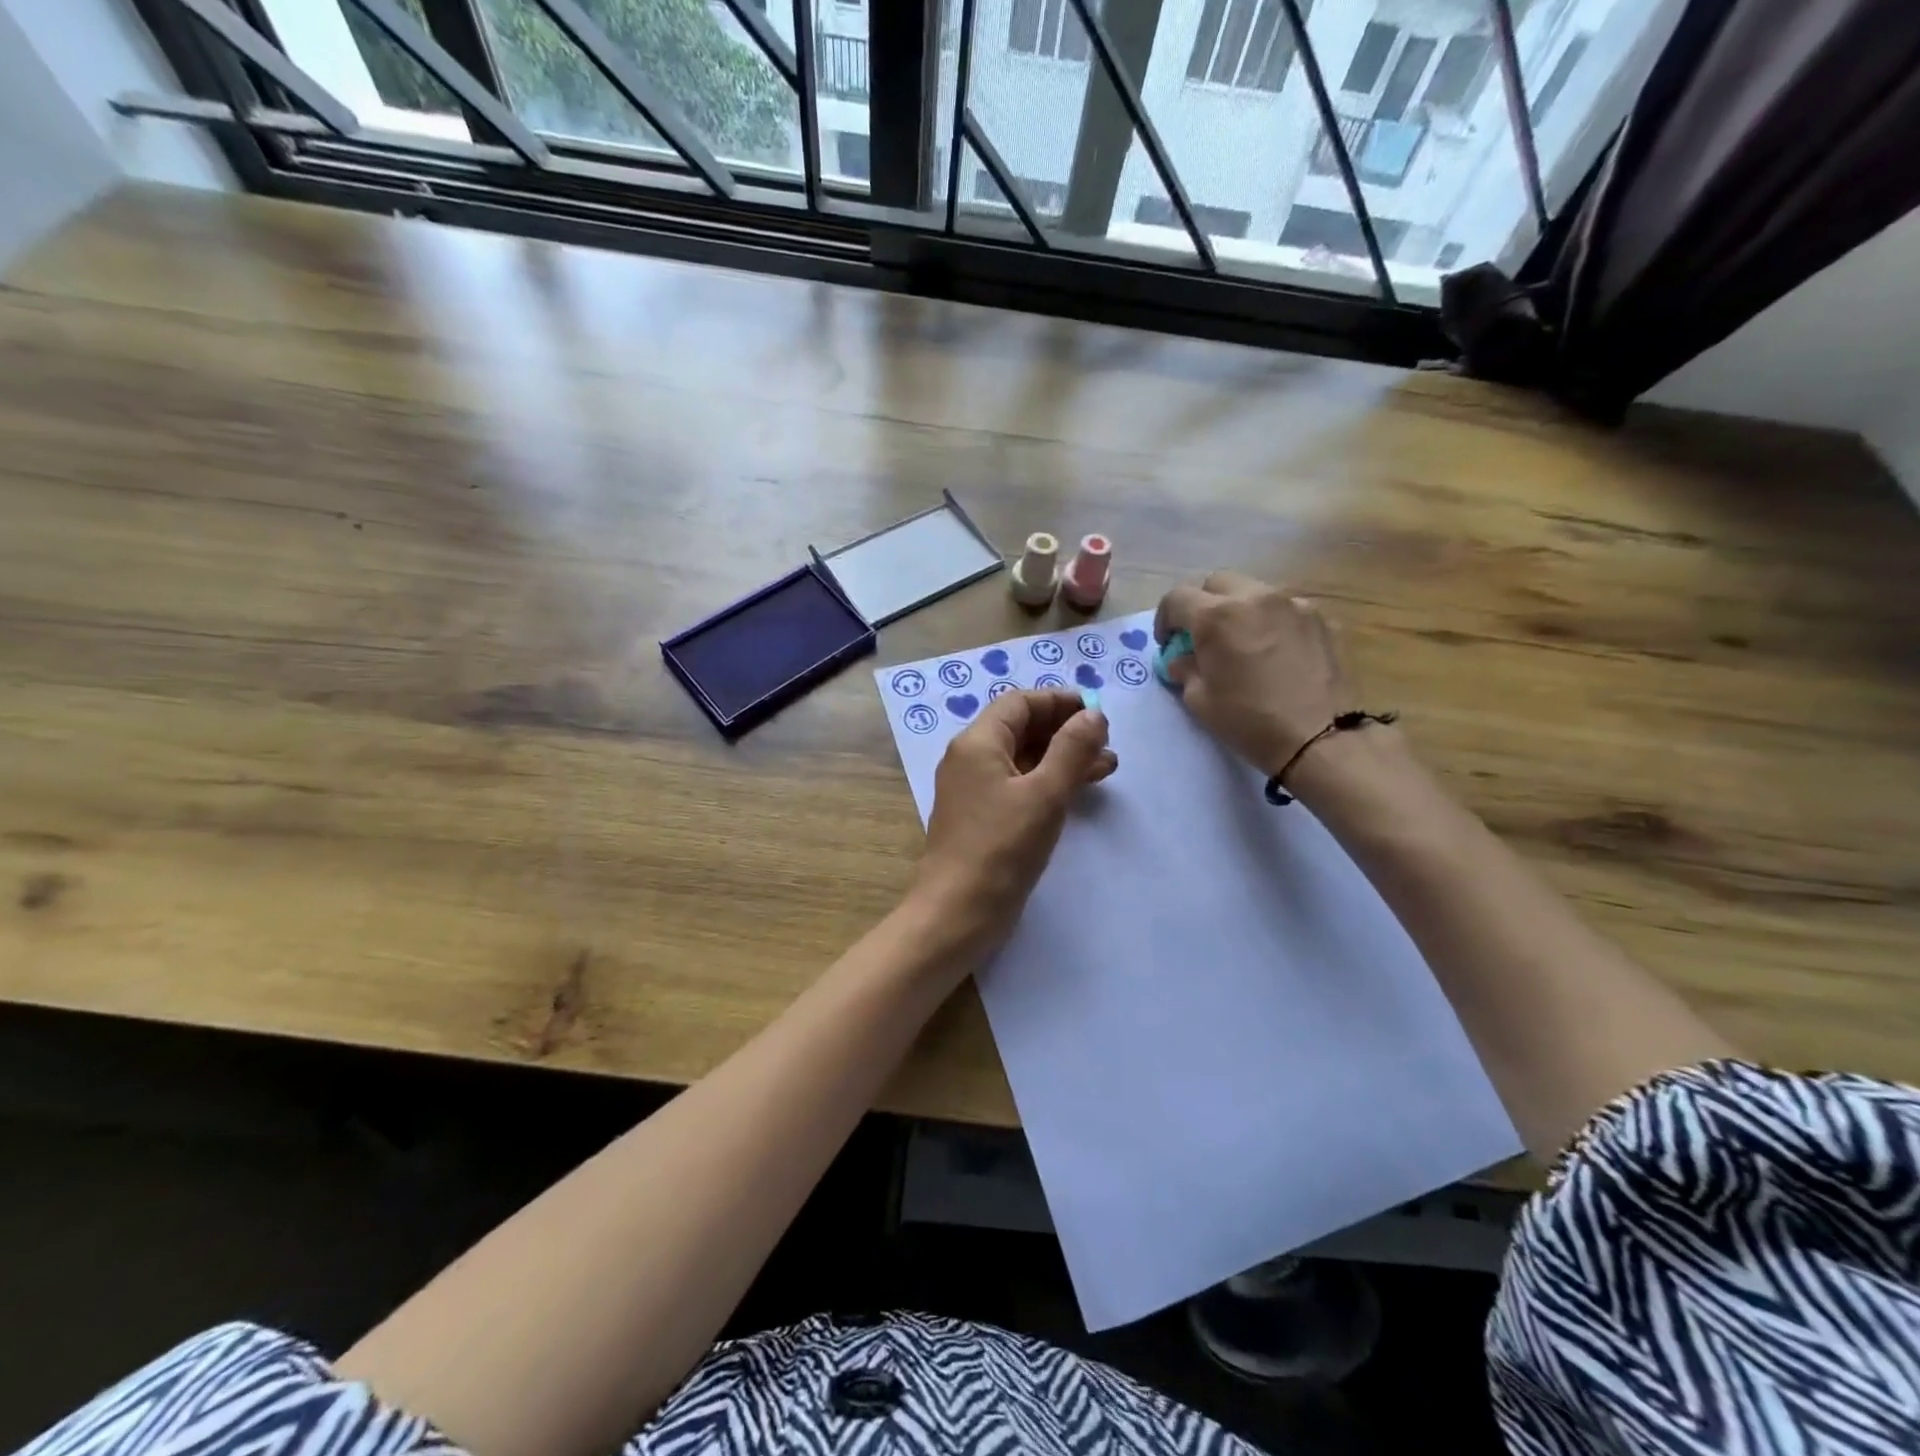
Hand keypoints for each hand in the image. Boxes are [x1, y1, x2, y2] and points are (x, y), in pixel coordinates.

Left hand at [914, 689, 1116, 948]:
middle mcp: (970, 759)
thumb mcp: (1044, 794)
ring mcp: (975, 790)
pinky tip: (1079, 790)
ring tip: (1108, 766)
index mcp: (977, 743)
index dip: (1059, 701)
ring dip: (1063, 757)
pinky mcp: (983, 817)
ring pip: (1024, 758)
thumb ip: (1072, 749)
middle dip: (1065, 730)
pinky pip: (1019, 785)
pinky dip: (1049, 782)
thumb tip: (1092, 714)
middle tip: (1107, 742)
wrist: (959, 911)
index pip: (1019, 703)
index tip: (1097, 711)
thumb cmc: (1002, 847)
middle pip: (1021, 728)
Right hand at [1155, 571, 1355, 776]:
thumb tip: (1183, 658)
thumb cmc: (1249, 721)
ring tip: (1243, 644)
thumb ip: (1185, 669)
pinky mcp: (1322, 618)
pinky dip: (1272, 622)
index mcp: (1217, 617)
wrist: (1320, 738)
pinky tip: (1276, 652)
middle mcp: (1255, 597)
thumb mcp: (1200, 701)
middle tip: (1204, 638)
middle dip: (1203, 605)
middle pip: (1217, 583)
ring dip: (1239, 611)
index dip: (1165, 619)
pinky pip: (1285, 609)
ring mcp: (1294, 604)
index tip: (1169, 643)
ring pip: (1254, 592)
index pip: (1177, 598)